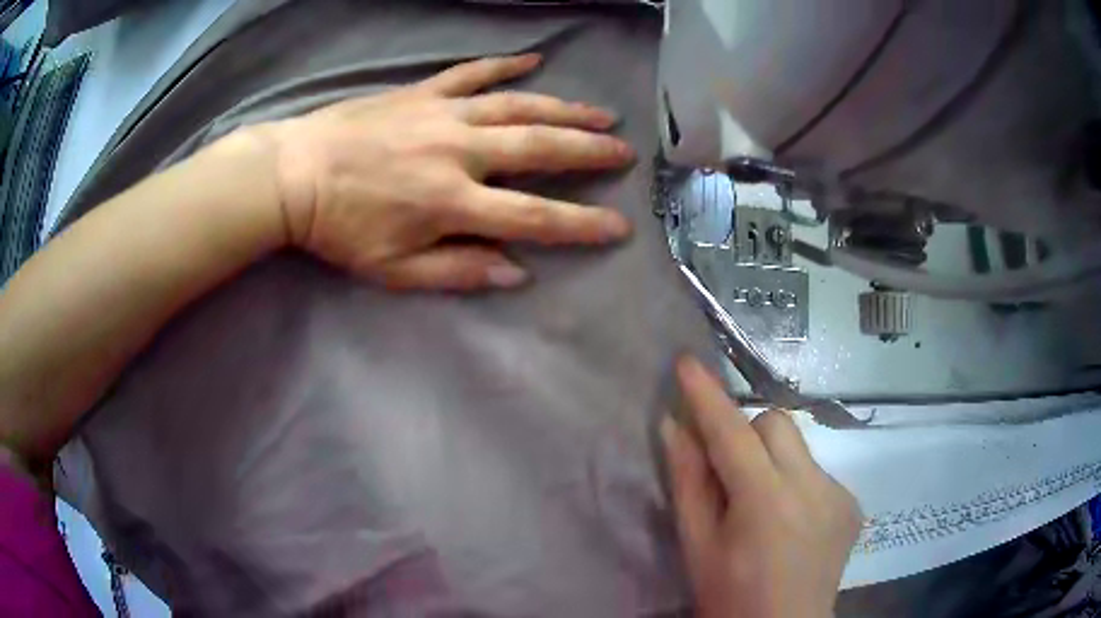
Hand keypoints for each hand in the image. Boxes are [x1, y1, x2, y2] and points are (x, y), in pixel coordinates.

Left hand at [259, 53, 634, 290]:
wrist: (293, 175)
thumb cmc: (339, 229)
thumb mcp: (393, 270)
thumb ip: (457, 272)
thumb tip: (516, 272)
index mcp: (451, 203)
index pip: (533, 217)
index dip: (580, 223)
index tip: (619, 226)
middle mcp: (458, 152)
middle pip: (539, 148)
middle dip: (588, 152)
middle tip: (624, 152)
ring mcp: (441, 115)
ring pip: (517, 106)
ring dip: (563, 108)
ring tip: (600, 112)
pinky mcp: (421, 93)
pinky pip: (470, 74)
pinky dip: (503, 66)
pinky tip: (532, 61)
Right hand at [661, 356, 862, 617]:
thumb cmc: (730, 596)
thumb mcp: (698, 546)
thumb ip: (688, 483)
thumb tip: (675, 427)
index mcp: (765, 503)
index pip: (733, 433)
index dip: (708, 396)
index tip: (688, 362)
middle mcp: (811, 488)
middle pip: (776, 423)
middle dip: (746, 435)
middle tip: (729, 474)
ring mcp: (839, 494)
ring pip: (799, 446)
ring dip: (772, 460)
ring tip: (763, 505)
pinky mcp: (852, 503)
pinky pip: (817, 471)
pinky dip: (796, 483)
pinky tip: (791, 522)